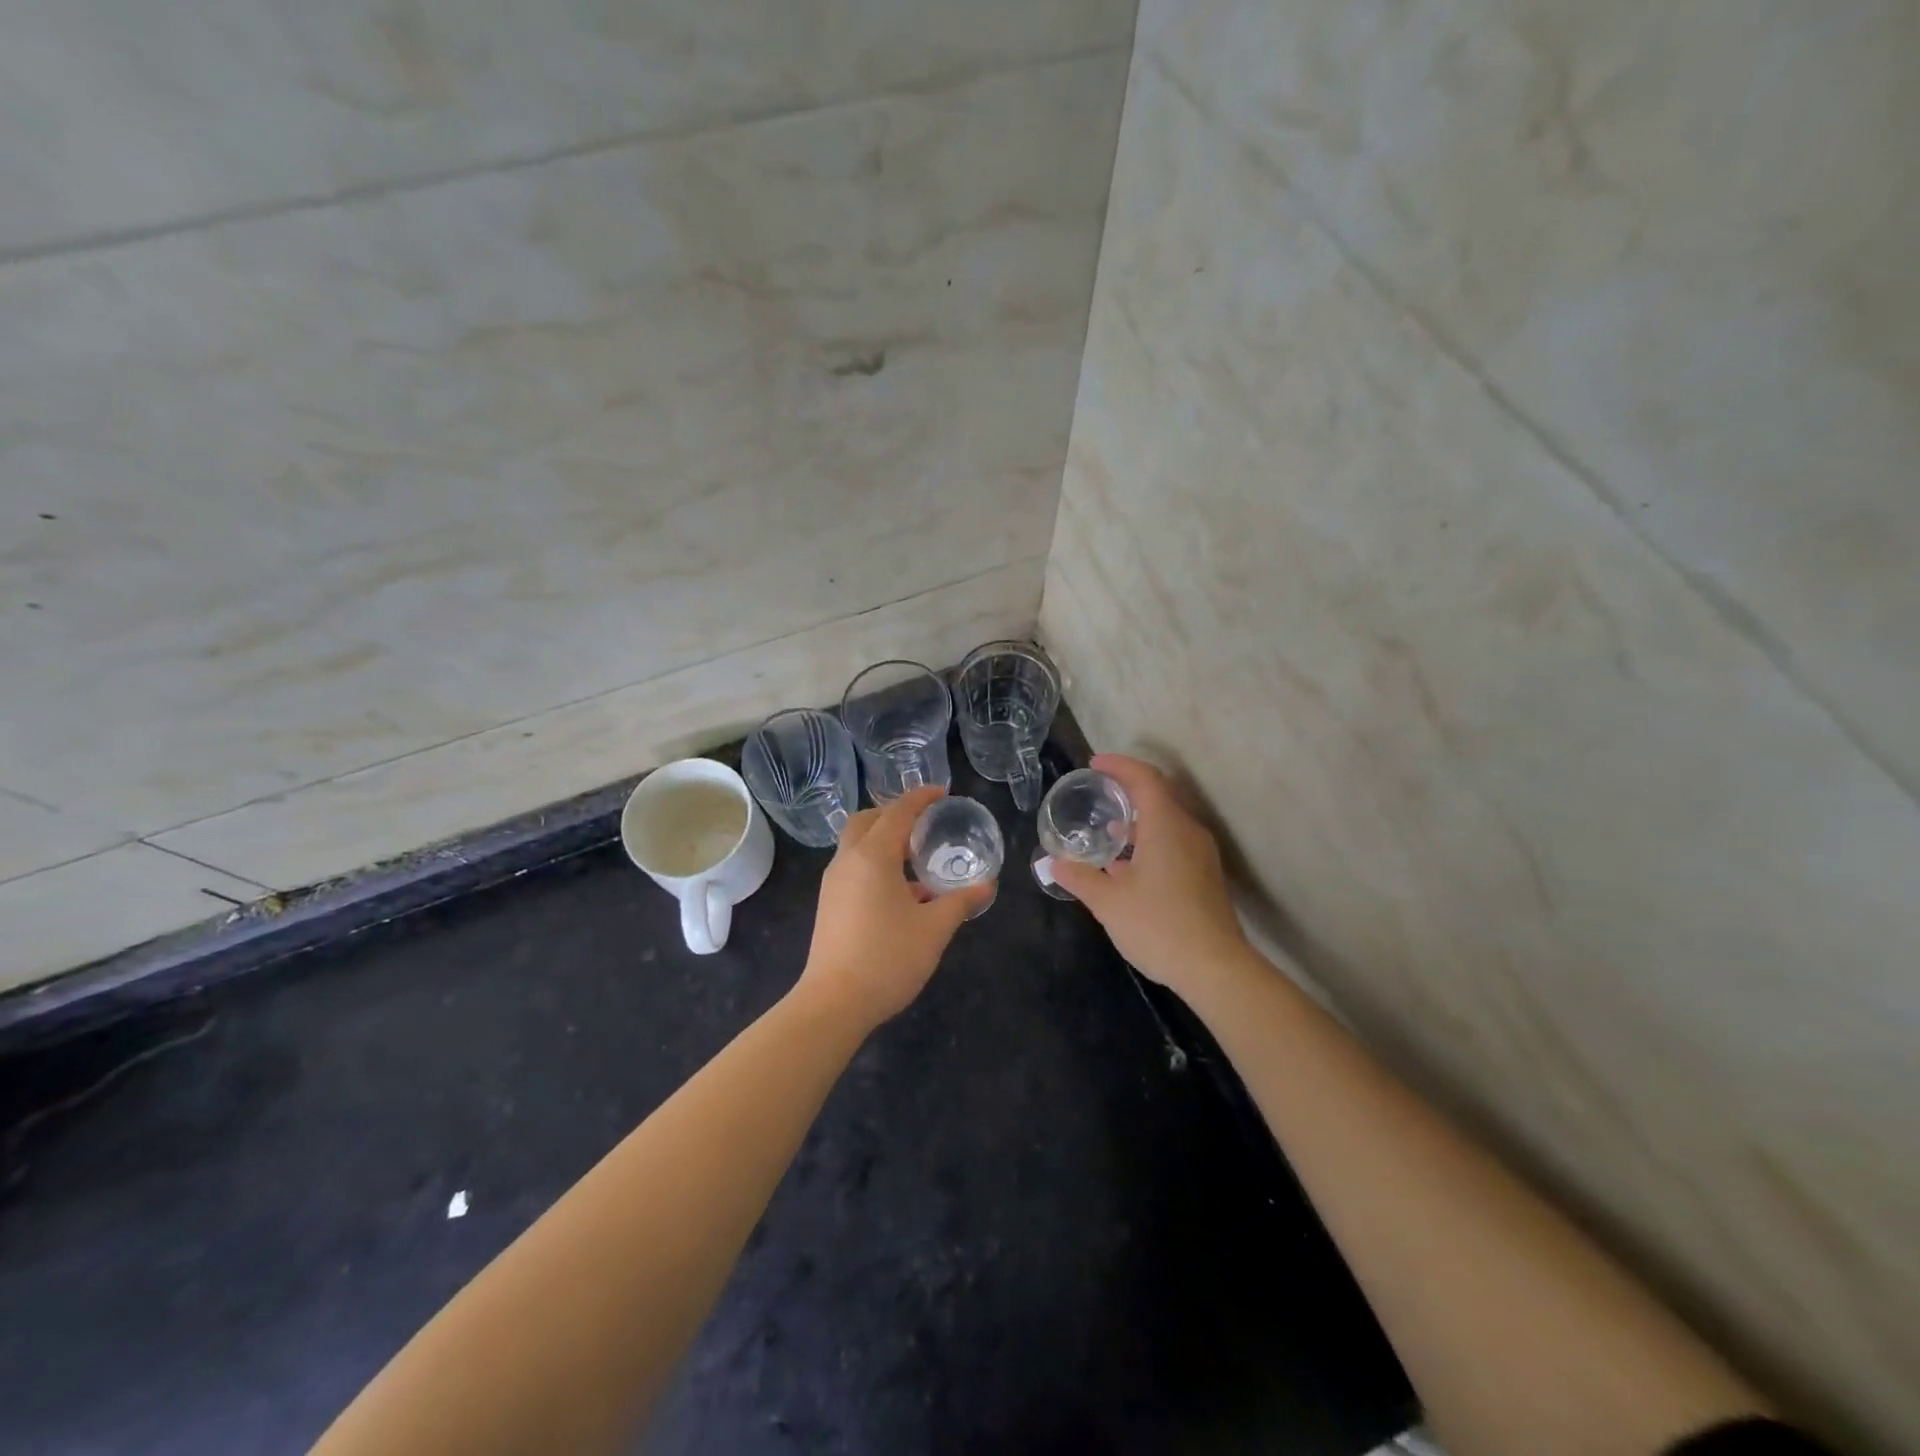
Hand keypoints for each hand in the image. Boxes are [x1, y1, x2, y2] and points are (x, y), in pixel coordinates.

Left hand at [796, 784, 993, 1030]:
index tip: (942, 792)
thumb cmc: (888, 958)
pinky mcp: (828, 903)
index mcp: (873, 856)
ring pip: (856, 844)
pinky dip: (874, 862)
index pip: (898, 812)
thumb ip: (960, 902)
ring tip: (916, 859)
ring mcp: (833, 882)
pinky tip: (900, 891)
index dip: (921, 798)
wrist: (834, 1003)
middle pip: (867, 820)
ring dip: (883, 839)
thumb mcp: (934, 929)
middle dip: (894, 813)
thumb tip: (987, 886)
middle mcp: (848, 860)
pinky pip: (853, 866)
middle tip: (923, 823)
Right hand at [1051, 755, 1247, 999]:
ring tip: (1107, 830)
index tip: (1094, 765)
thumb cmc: (1159, 926)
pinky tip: (1128, 866)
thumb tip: (1053, 863)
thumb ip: (1079, 877)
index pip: (1145, 778)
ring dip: (1138, 819)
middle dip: (1128, 790)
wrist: (1216, 969)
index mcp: (1166, 826)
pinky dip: (1150, 840)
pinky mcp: (1204, 876)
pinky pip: (1174, 842)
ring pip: (1167, 822)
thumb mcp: (1108, 902)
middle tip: (1098, 793)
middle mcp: (1188, 832)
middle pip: (1159, 795)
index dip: (1119, 766)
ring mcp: (1201, 855)